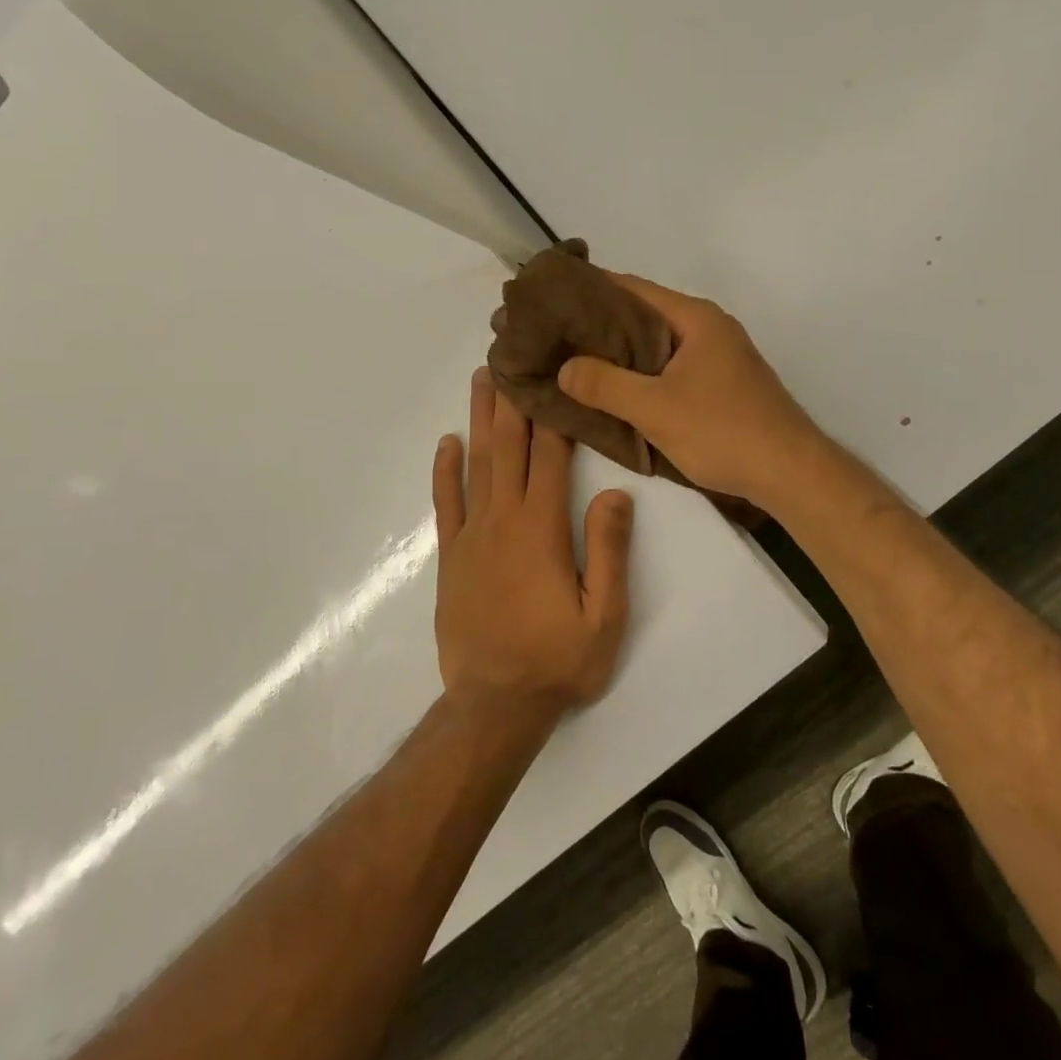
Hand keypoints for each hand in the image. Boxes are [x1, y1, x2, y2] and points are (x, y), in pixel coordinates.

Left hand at [433, 369, 632, 718]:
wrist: (494, 706)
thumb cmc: (557, 661)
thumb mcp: (605, 616)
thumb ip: (609, 551)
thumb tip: (616, 493)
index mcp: (542, 528)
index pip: (550, 457)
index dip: (553, 413)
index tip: (553, 372)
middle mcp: (503, 519)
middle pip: (508, 446)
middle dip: (513, 398)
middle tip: (510, 353)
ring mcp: (472, 535)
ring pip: (476, 464)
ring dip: (479, 419)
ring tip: (481, 379)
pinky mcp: (452, 556)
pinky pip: (446, 503)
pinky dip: (445, 470)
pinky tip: (447, 442)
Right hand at [557, 274, 820, 511]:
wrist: (791, 472)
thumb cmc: (723, 430)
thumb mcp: (655, 409)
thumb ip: (605, 385)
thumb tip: (564, 368)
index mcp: (694, 317)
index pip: (631, 288)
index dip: (590, 289)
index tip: (551, 297)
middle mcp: (707, 327)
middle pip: (643, 315)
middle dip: (600, 325)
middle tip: (554, 334)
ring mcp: (718, 356)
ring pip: (656, 344)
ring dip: (620, 352)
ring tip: (574, 361)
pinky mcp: (721, 383)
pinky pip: (670, 367)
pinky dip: (641, 372)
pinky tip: (615, 388)